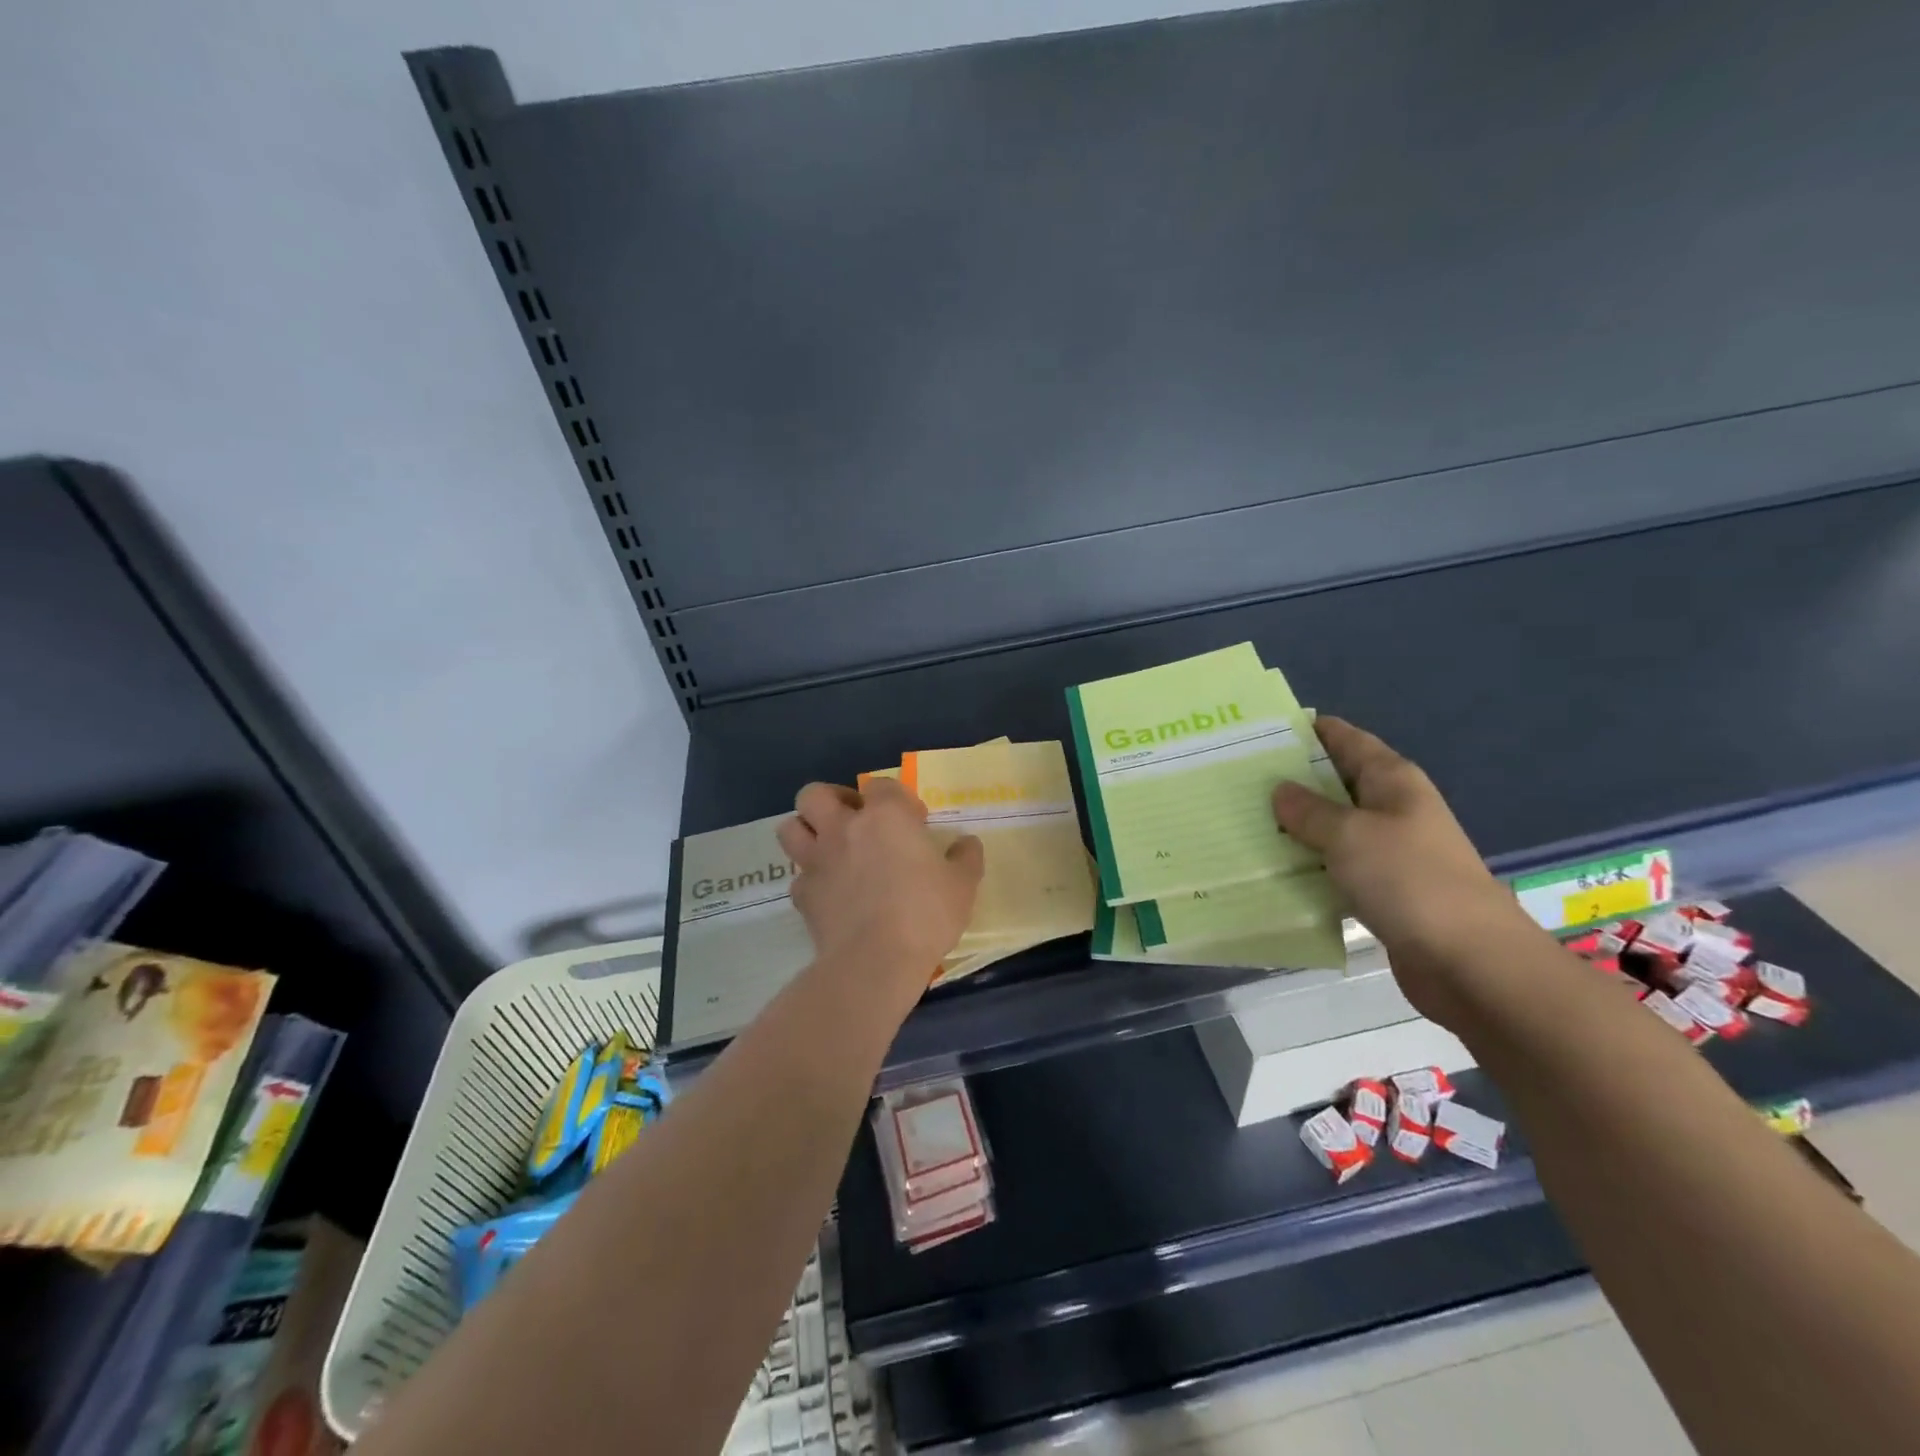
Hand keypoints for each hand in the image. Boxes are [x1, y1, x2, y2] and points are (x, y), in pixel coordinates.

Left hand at [776, 779, 984, 990]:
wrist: (875, 961)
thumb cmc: (925, 914)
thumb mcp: (962, 885)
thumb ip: (965, 858)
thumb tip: (967, 843)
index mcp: (885, 816)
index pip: (881, 785)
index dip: (897, 798)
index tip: (914, 821)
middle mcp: (843, 828)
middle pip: (815, 794)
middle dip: (831, 800)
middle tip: (854, 820)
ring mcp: (817, 861)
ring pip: (790, 828)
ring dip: (807, 831)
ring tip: (830, 847)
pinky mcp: (803, 895)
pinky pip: (799, 876)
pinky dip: (811, 879)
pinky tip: (831, 893)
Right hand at [1272, 717, 1536, 1023]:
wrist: (1469, 960)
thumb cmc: (1409, 880)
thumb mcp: (1349, 834)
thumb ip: (1309, 810)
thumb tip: (1280, 790)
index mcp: (1392, 780)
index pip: (1346, 739)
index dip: (1308, 730)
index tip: (1260, 729)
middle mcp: (1392, 808)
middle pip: (1335, 782)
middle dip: (1291, 779)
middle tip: (1236, 777)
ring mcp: (1389, 851)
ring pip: (1332, 827)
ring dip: (1295, 826)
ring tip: (1242, 819)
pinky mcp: (1382, 889)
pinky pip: (1335, 865)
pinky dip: (1307, 863)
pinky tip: (1271, 866)